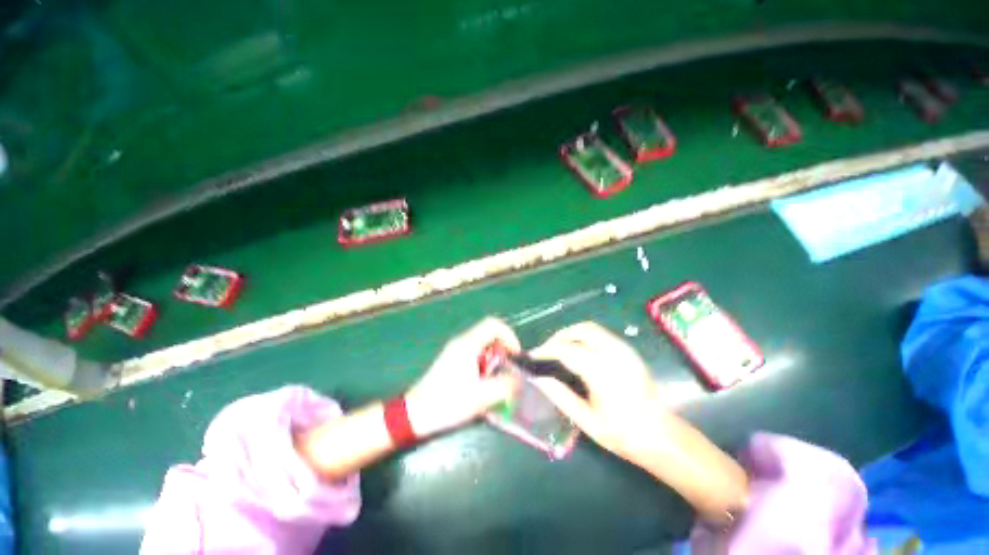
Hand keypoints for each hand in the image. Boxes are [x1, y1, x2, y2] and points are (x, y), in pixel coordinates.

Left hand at [405, 318, 520, 436]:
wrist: (414, 414)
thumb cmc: (447, 402)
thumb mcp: (480, 397)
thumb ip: (504, 386)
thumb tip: (519, 380)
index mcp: (468, 344)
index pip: (494, 325)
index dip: (510, 336)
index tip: (515, 356)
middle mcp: (462, 342)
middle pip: (490, 334)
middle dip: (503, 350)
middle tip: (506, 370)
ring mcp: (456, 350)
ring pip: (483, 345)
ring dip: (494, 359)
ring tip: (494, 380)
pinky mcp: (452, 360)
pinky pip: (475, 354)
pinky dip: (484, 364)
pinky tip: (482, 384)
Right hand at [529, 321, 667, 463]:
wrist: (663, 437)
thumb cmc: (625, 435)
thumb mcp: (588, 422)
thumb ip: (561, 396)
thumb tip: (538, 378)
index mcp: (605, 374)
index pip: (569, 351)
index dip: (547, 351)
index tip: (533, 357)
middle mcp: (616, 355)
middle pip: (581, 331)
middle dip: (559, 337)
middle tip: (546, 352)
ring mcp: (625, 350)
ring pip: (591, 328)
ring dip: (571, 334)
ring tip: (558, 350)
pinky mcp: (629, 351)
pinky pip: (600, 334)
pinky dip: (583, 337)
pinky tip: (577, 351)